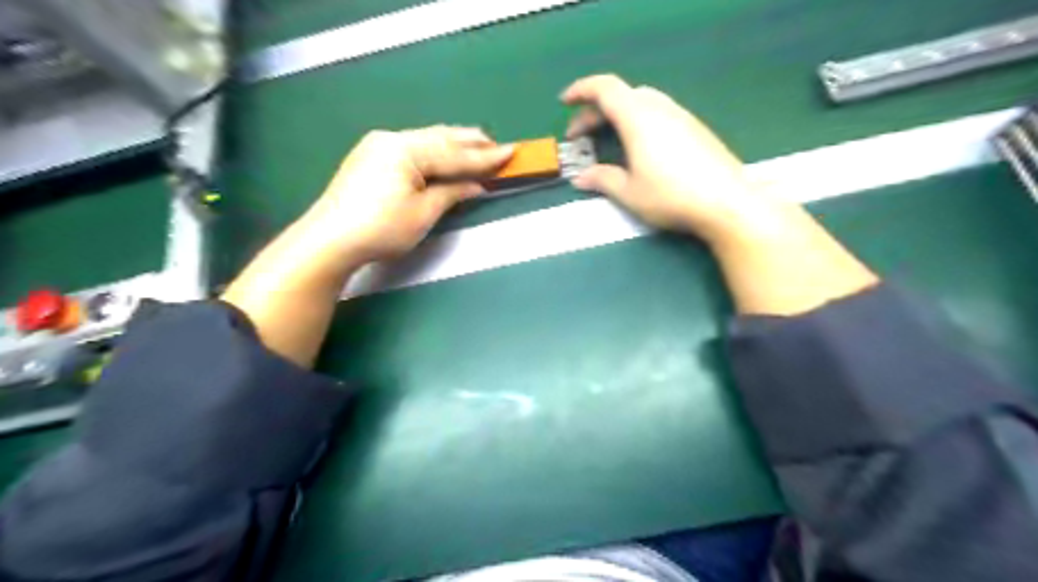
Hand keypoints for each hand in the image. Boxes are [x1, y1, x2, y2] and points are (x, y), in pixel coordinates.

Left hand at [299, 126, 514, 266]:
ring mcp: (378, 146)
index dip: (485, 156)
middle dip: (471, 142)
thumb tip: (477, 185)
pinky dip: (433, 151)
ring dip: (452, 144)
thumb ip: (452, 192)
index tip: (512, 152)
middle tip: (498, 144)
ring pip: (425, 140)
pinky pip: (412, 148)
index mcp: (407, 150)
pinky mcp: (370, 157)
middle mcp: (392, 139)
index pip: (454, 153)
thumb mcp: (424, 213)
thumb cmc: (381, 229)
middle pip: (440, 138)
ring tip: (477, 145)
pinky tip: (443, 154)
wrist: (330, 240)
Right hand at [560, 74, 769, 242]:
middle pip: (622, 95)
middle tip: (582, 136)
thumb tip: (580, 178)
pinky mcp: (695, 128)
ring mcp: (681, 116)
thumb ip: (602, 180)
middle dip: (596, 111)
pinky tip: (640, 147)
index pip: (605, 89)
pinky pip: (659, 113)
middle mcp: (660, 109)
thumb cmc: (671, 196)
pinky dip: (639, 121)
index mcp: (638, 118)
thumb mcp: (629, 192)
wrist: (726, 201)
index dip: (581, 91)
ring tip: (609, 140)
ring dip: (619, 116)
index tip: (564, 103)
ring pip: (642, 102)